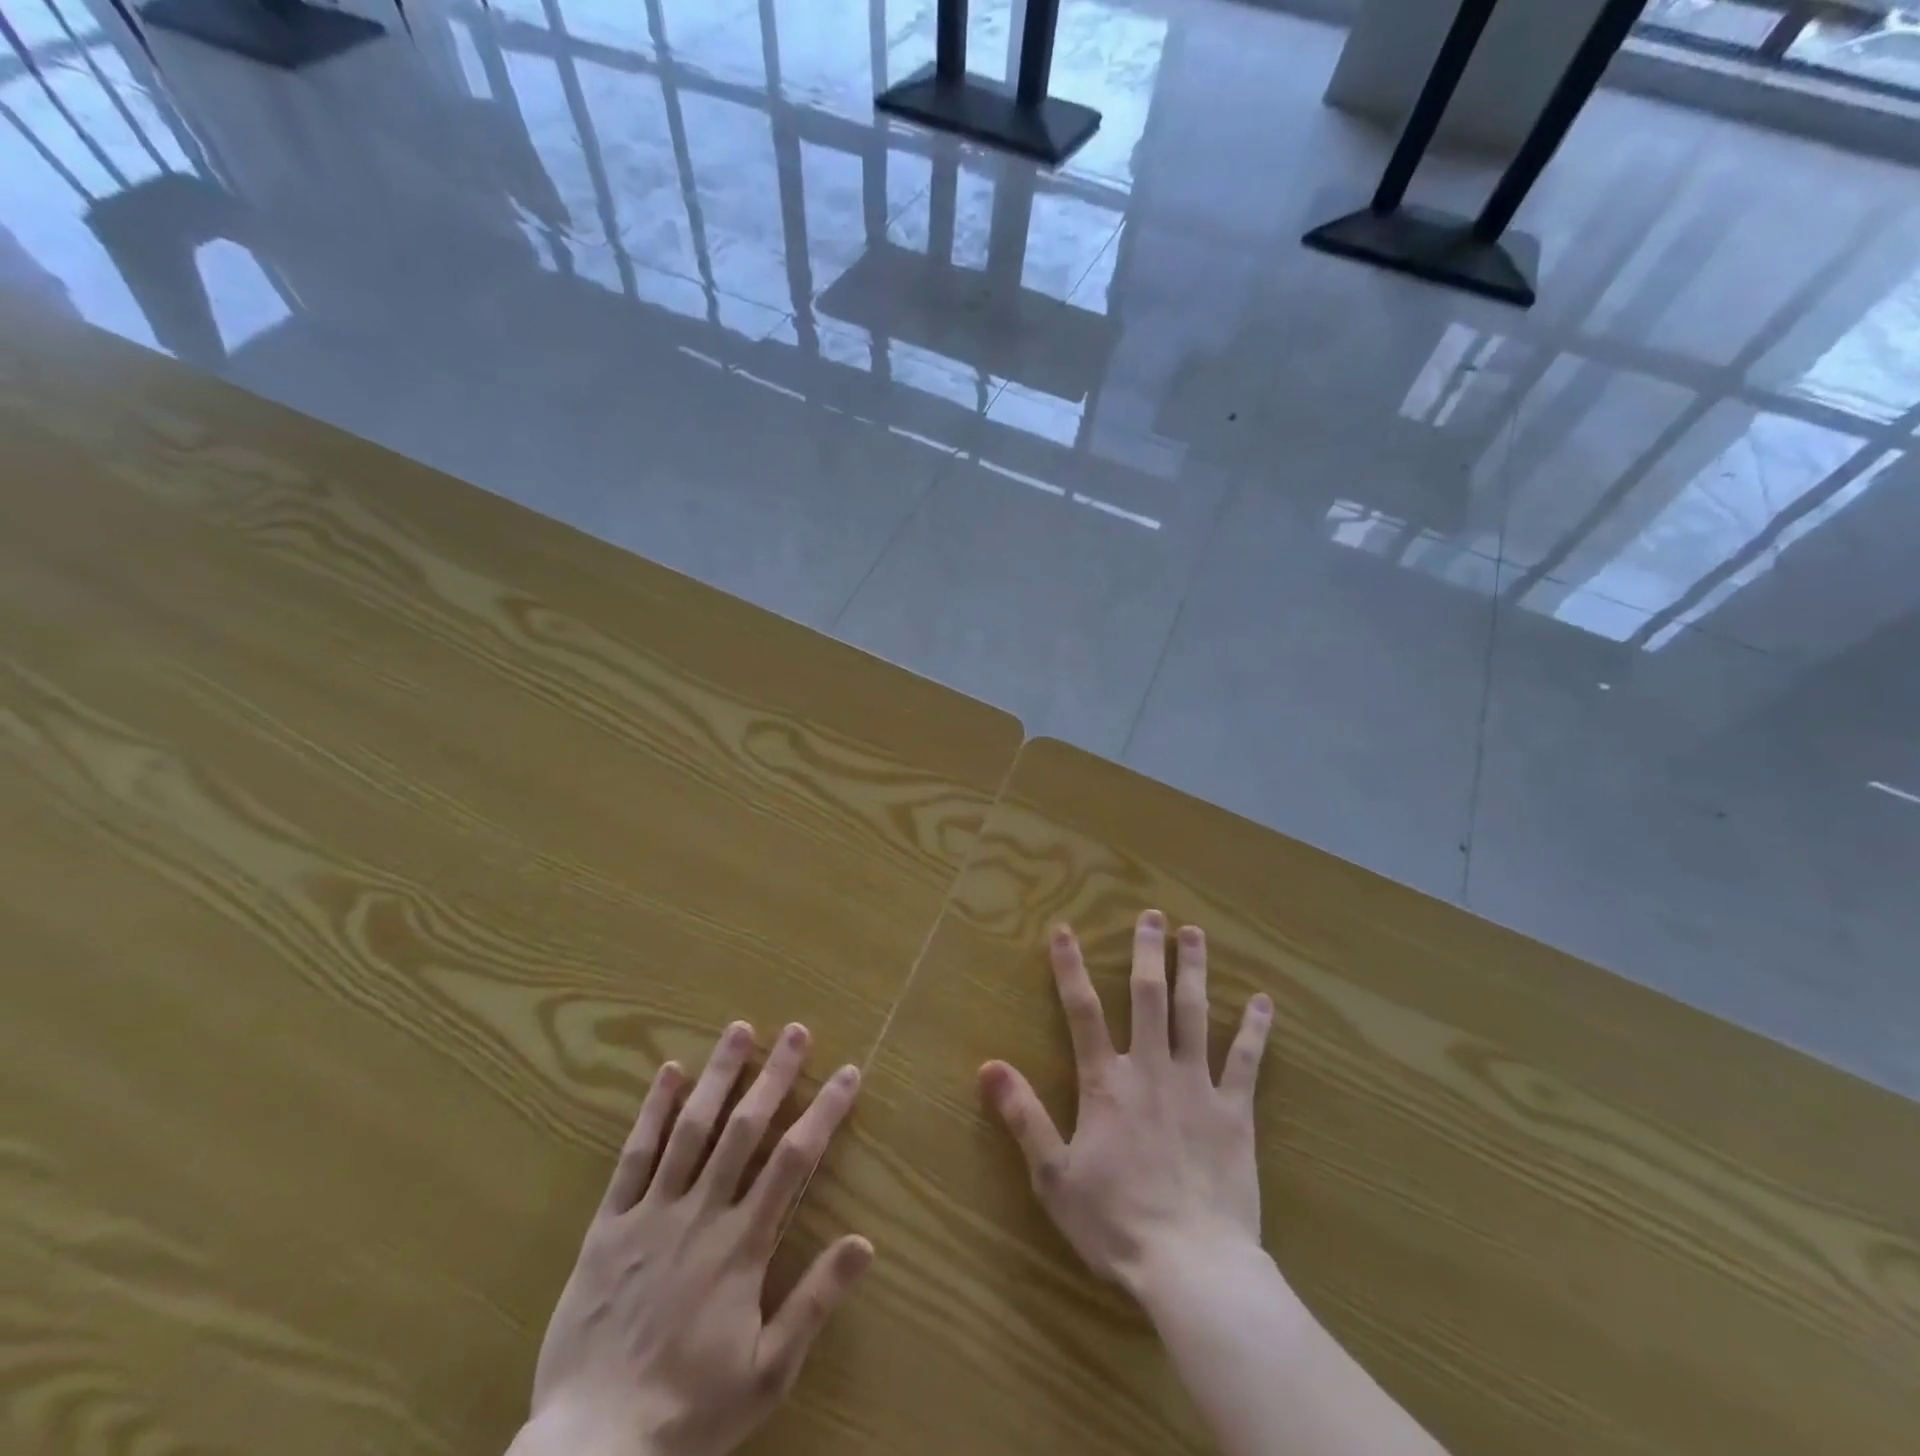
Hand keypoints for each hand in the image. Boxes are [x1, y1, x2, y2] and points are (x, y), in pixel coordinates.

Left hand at [514, 1022, 872, 1455]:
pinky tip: (668, 1072)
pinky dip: (651, 1112)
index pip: (793, 1161)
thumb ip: (815, 1302)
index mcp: (742, 1246)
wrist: (590, 1452)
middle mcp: (701, 1214)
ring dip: (719, 1076)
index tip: (847, 1073)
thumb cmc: (688, 1412)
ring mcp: (651, 1215)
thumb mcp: (767, 1373)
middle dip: (774, 1075)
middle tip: (796, 1030)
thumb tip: (865, 1242)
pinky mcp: (608, 1226)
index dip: (823, 1112)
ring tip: (739, 1031)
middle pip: (745, 1129)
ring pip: (691, 1130)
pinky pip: (633, 1158)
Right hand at [979, 911, 1273, 1296]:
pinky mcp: (1235, 1111)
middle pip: (1147, 997)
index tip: (1064, 930)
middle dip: (1147, 952)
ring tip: (1195, 933)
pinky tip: (1262, 1000)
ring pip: (1195, 1014)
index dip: (1070, 968)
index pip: (1082, 1011)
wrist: (1193, 1266)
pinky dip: (1254, 1029)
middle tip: (1152, 915)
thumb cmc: (1116, 1223)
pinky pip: (1246, 1061)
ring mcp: (1197, 1086)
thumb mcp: (1053, 1176)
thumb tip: (988, 1066)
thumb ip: (1023, 1116)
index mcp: (1107, 1082)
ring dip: (1193, 970)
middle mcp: (1151, 1069)